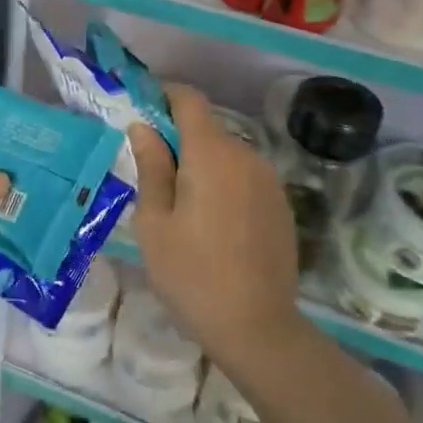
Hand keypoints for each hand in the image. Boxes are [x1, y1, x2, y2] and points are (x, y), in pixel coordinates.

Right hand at [127, 84, 301, 369]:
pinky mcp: (280, 205)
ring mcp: (268, 181)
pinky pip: (244, 177)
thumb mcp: (154, 223)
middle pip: (207, 128)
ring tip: (179, 203)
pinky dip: (223, 183)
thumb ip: (151, 167)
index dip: (165, 95)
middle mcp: (246, 156)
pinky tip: (211, 222)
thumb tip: (143, 127)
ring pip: (226, 154)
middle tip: (150, 170)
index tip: (142, 108)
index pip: (190, 100)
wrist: (257, 328)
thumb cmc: (192, 275)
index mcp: (211, 154)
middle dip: (178, 137)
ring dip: (201, 163)